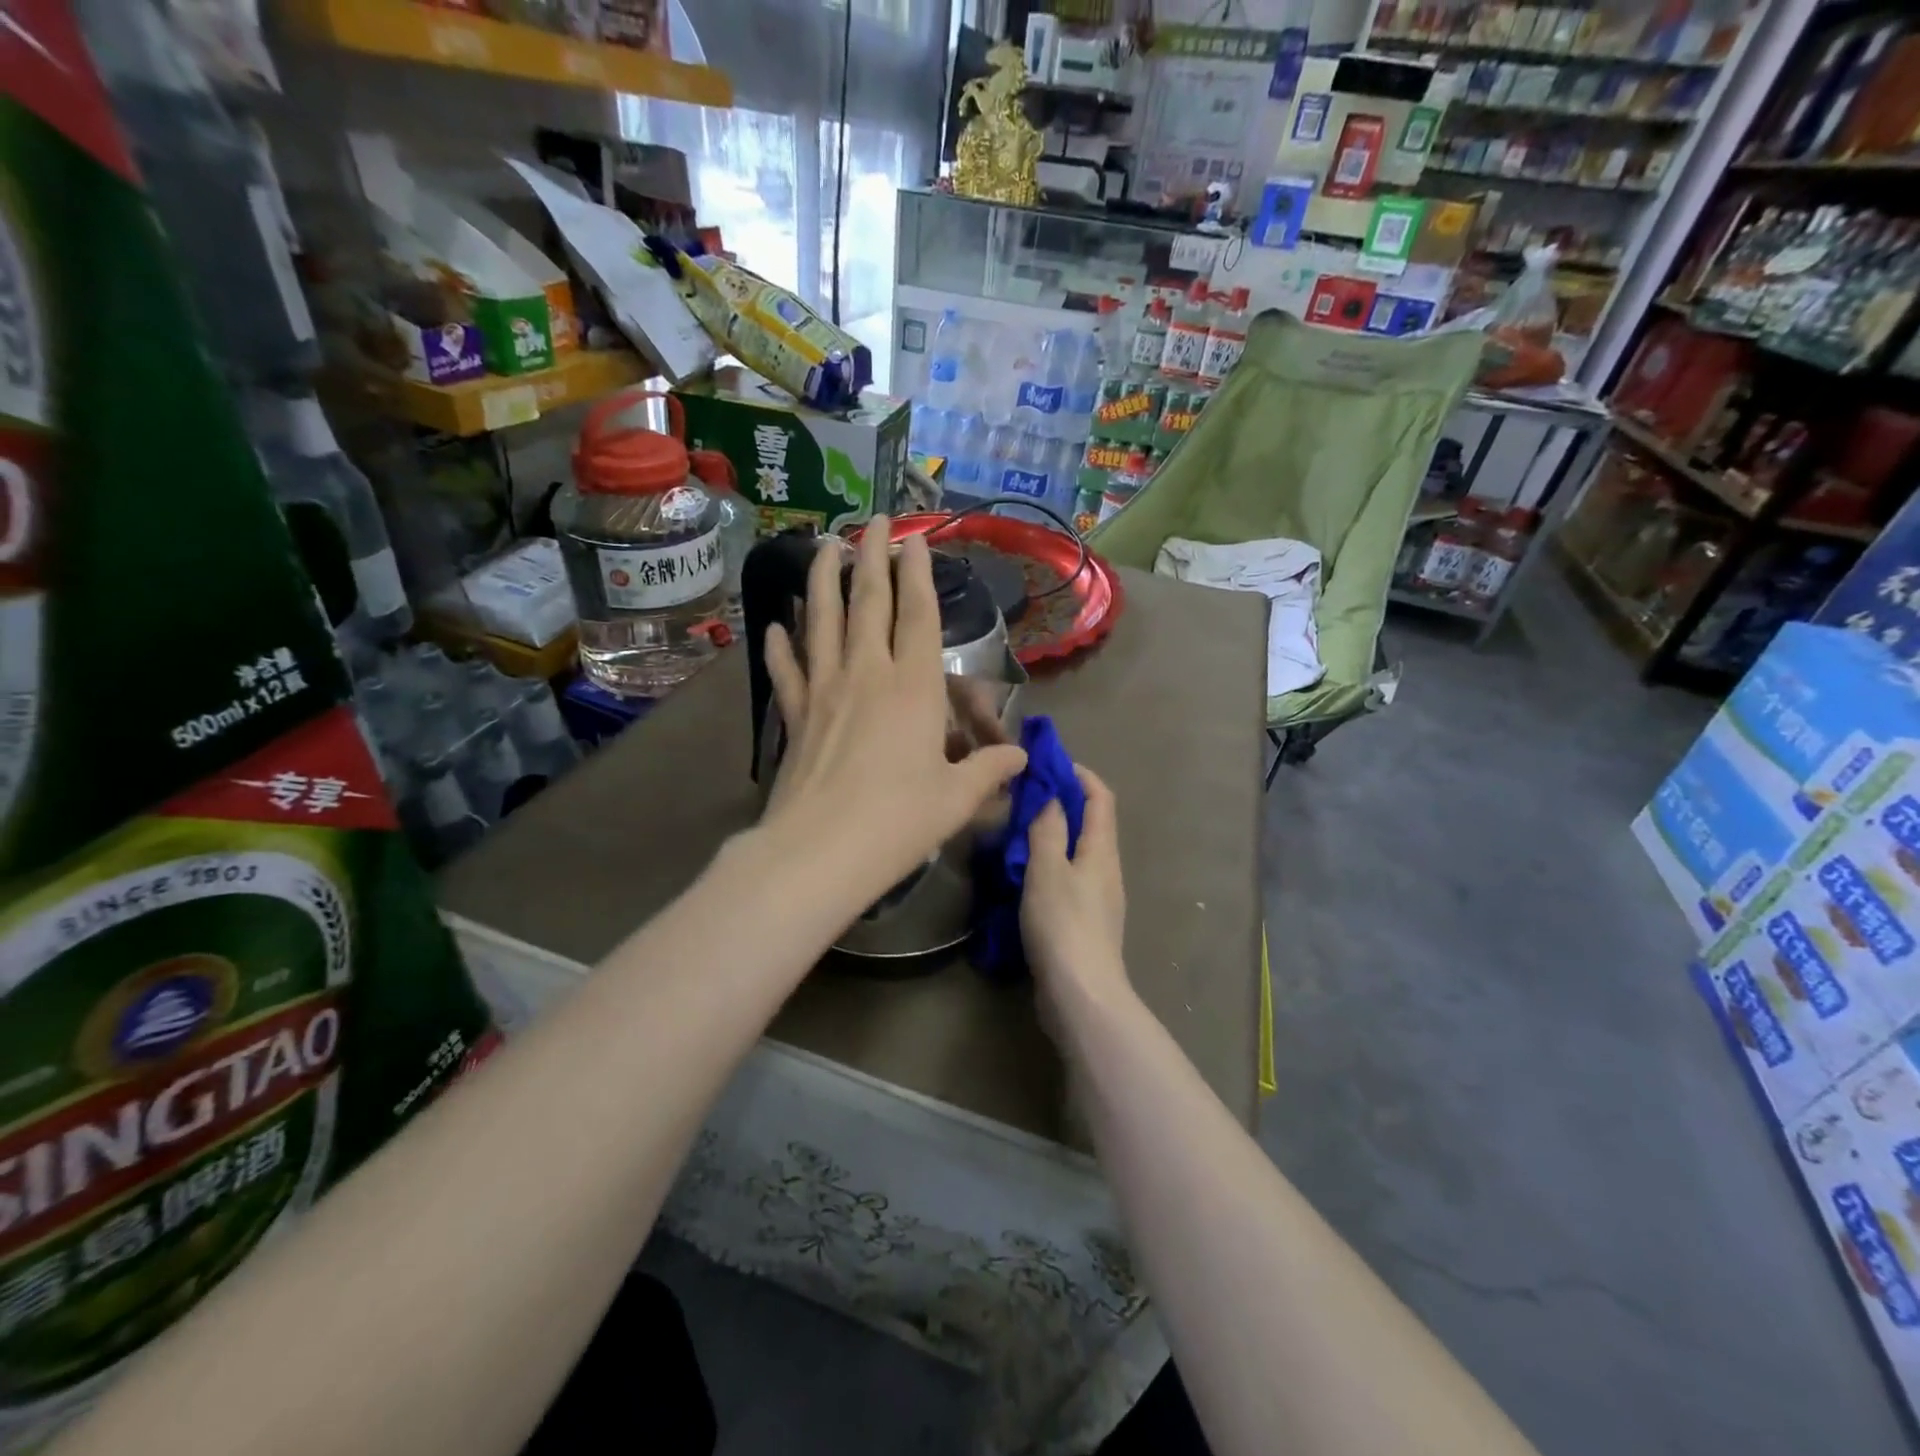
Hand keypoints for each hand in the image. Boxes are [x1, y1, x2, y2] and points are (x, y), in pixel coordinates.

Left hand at [761, 520, 1027, 908]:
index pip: (917, 613)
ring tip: (822, 547)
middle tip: (872, 521)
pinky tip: (774, 626)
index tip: (915, 537)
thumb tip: (1020, 758)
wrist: (820, 851)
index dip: (918, 572)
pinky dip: (780, 645)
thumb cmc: (898, 822)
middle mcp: (866, 673)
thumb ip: (989, 771)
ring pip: (820, 620)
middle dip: (871, 555)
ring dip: (821, 580)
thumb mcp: (956, 799)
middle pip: (868, 601)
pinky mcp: (794, 715)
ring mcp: (824, 690)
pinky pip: (787, 670)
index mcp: (912, 687)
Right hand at [1021, 766, 1128, 1015]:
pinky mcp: (1085, 923)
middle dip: (1062, 802)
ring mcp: (1098, 898)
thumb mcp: (1048, 868)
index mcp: (1102, 850)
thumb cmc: (1063, 924)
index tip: (1048, 764)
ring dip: (1053, 834)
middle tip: (1024, 796)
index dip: (1079, 775)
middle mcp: (1107, 869)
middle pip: (1091, 823)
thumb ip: (1048, 828)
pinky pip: (1069, 878)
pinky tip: (1023, 874)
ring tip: (1017, 831)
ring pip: (1078, 852)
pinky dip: (1049, 864)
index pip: (1100, 797)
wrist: (1081, 995)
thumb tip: (1052, 794)